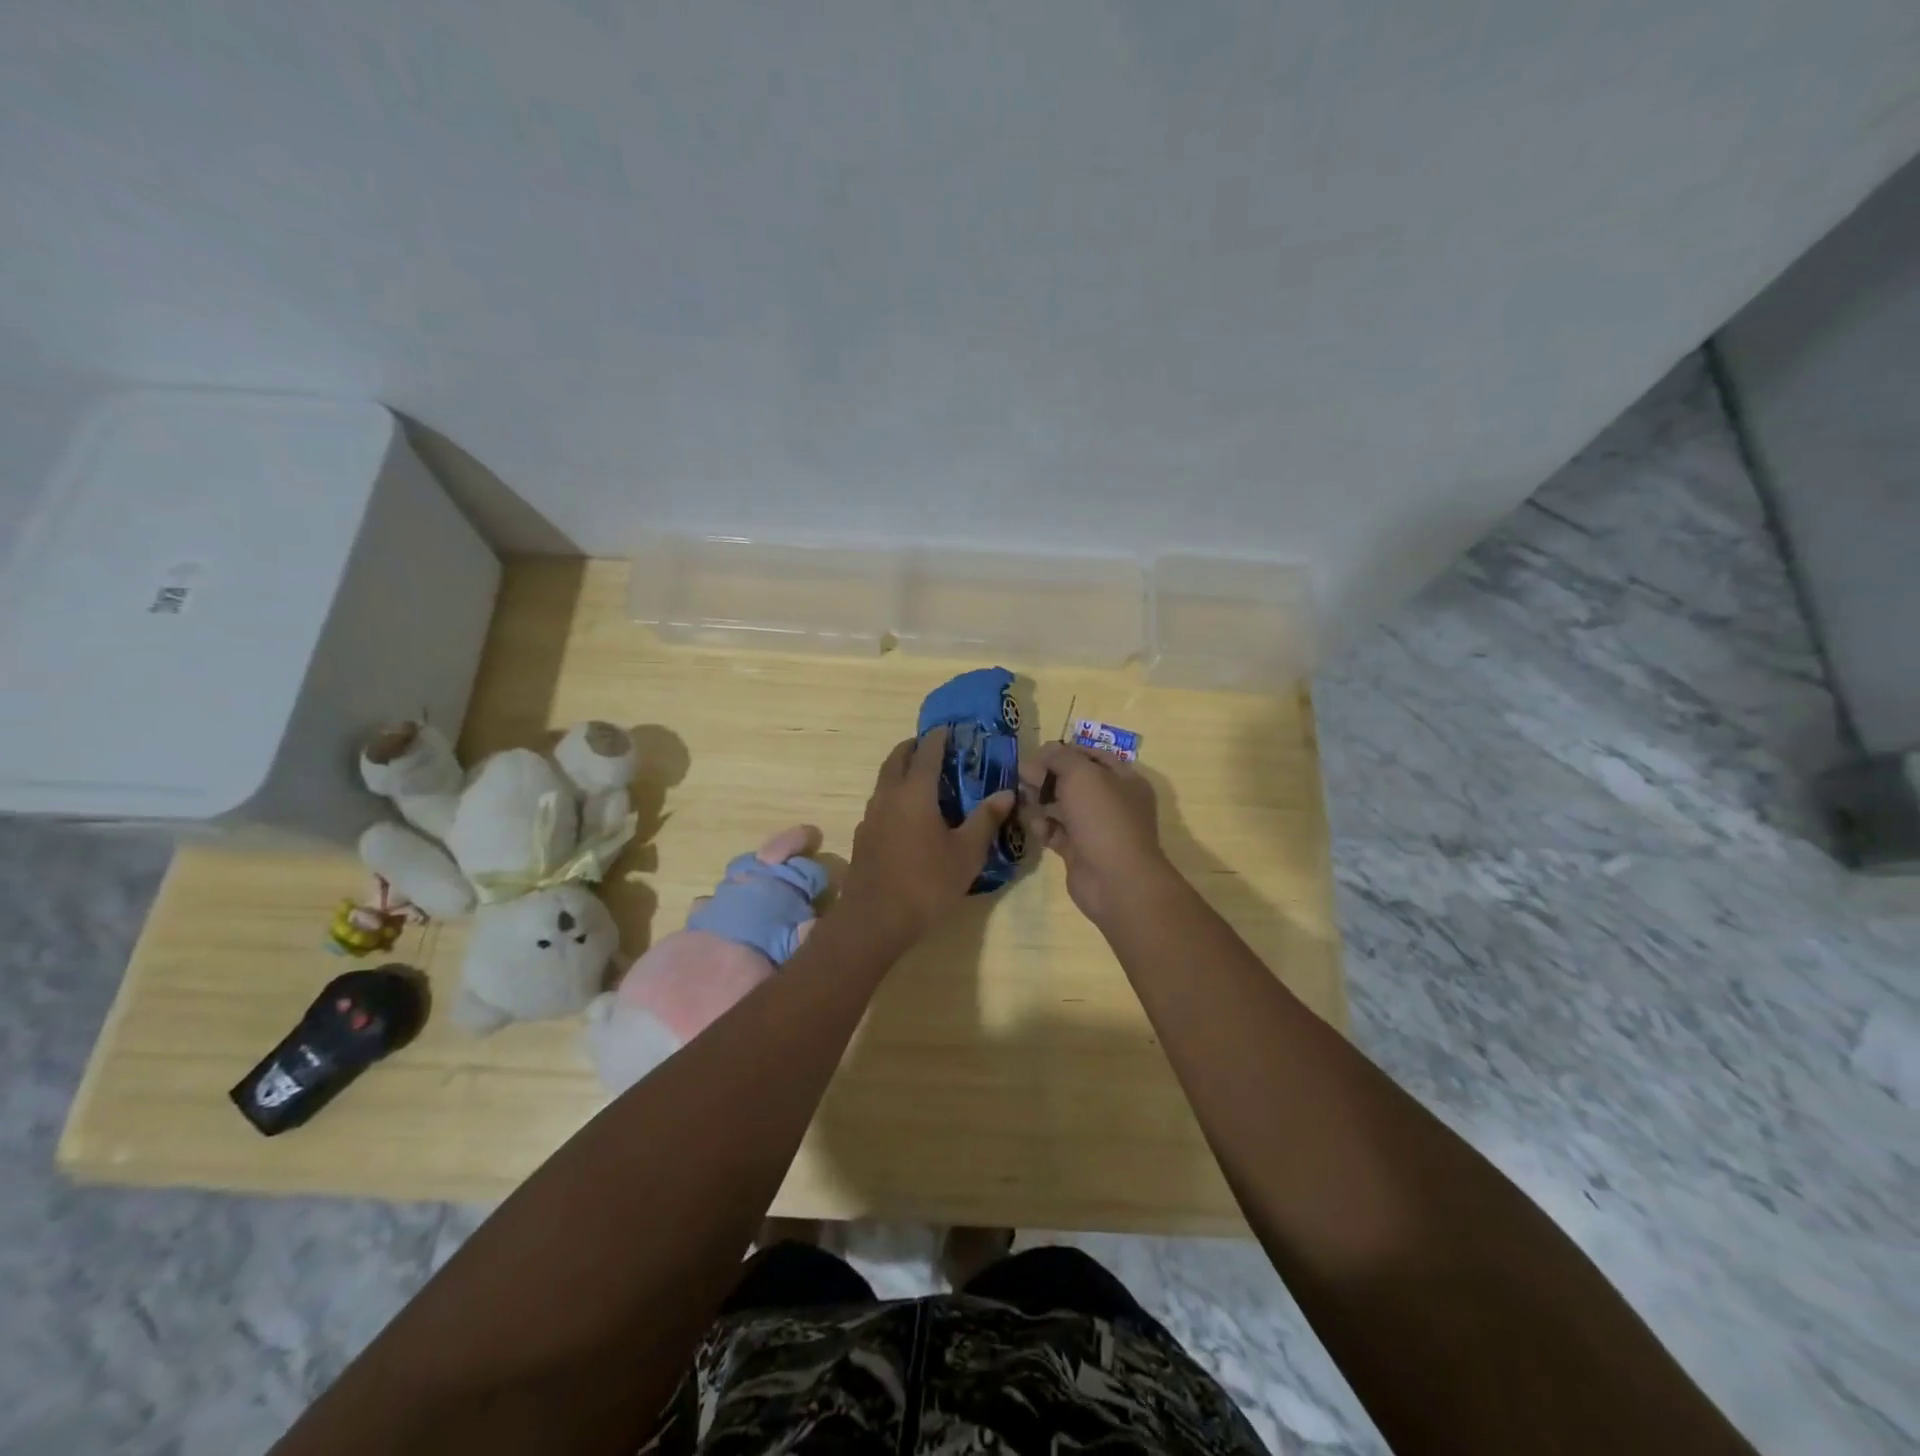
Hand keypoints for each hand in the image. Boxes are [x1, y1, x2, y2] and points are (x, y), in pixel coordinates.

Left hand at [838, 728, 1015, 946]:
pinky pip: (880, 803)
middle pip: (898, 758)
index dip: (939, 737)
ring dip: (902, 770)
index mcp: (915, 792)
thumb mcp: (966, 853)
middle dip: (915, 747)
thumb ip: (986, 819)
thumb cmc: (926, 883)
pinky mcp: (862, 836)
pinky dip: (894, 795)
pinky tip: (908, 816)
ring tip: (924, 780)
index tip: (950, 729)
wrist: (874, 920)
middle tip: (935, 748)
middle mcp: (888, 795)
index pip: (927, 751)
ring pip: (885, 780)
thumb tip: (1006, 793)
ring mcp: (871, 816)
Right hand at [1020, 742, 1171, 924]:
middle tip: (1021, 776)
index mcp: (1124, 779)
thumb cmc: (1103, 818)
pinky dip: (1044, 827)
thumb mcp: (1081, 775)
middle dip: (1047, 777)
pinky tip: (1034, 826)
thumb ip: (1059, 757)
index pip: (1091, 756)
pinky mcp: (1080, 852)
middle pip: (1074, 781)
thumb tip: (1041, 753)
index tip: (1037, 754)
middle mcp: (1113, 802)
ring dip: (1041, 801)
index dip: (1064, 752)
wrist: (1116, 881)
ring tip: (1021, 799)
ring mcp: (1096, 829)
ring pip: (1063, 807)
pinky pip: (1057, 833)